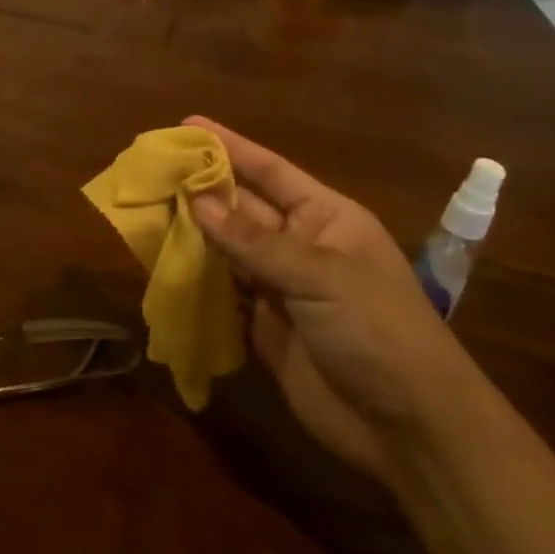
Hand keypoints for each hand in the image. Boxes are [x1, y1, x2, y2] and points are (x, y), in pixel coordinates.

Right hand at [184, 117, 472, 482]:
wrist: (408, 427)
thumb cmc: (377, 332)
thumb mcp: (320, 277)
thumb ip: (254, 241)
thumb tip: (196, 201)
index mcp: (327, 219)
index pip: (271, 171)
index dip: (230, 147)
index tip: (186, 126)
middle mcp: (302, 246)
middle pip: (243, 209)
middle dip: (201, 190)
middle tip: (151, 171)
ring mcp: (282, 289)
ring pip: (228, 251)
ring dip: (192, 234)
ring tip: (146, 211)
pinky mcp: (265, 328)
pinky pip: (224, 295)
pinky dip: (197, 282)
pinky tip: (162, 267)